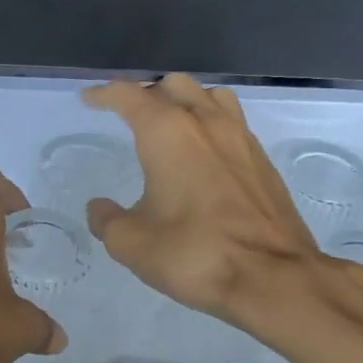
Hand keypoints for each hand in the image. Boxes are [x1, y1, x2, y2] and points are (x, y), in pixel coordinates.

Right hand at [84, 75, 362, 336]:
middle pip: (173, 85)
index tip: (89, 99)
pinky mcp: (262, 160)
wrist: (273, 277)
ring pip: (209, 96)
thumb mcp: (132, 243)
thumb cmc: (194, 253)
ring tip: (170, 123)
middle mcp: (205, 122)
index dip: (105, 94)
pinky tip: (204, 152)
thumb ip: (107, 220)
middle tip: (128, 114)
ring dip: (185, 101)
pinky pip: (231, 122)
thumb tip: (99, 208)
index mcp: (167, 132)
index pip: (129, 96)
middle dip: (146, 93)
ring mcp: (240, 138)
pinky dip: (210, 123)